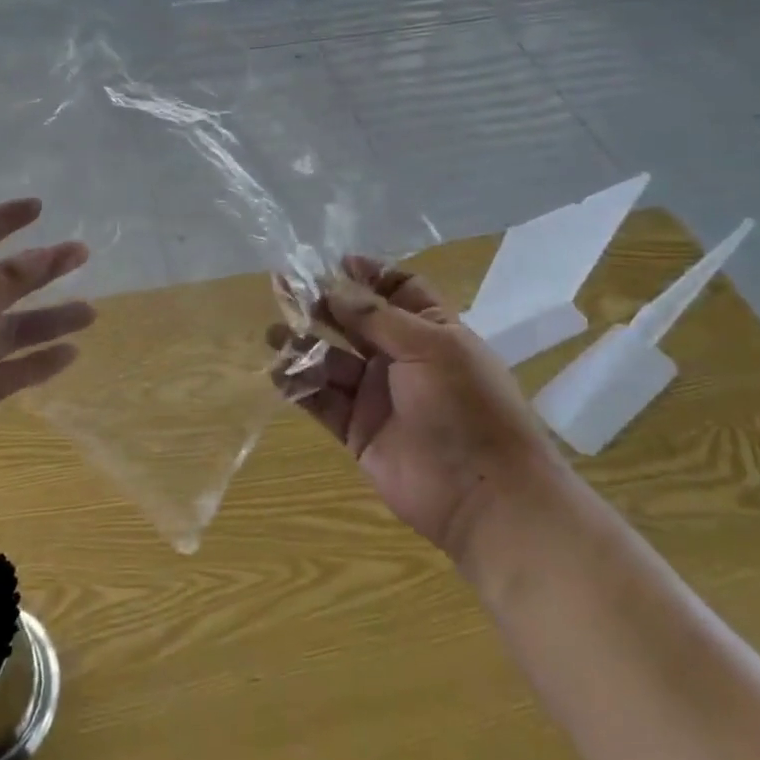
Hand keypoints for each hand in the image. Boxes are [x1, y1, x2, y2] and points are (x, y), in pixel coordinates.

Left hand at [0, 199, 92, 504]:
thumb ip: (1, 282)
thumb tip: (42, 253)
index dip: (1, 221)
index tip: (39, 208)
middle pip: (1, 281)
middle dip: (40, 268)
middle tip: (81, 254)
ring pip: (13, 328)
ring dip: (49, 319)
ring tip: (90, 313)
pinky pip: (13, 370)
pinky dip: (39, 362)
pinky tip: (70, 354)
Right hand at [271, 258, 546, 557]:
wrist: (484, 497)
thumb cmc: (466, 406)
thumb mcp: (430, 346)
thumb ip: (376, 317)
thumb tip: (333, 287)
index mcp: (430, 330)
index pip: (398, 289)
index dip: (367, 274)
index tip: (332, 262)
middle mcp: (401, 358)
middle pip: (355, 321)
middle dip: (323, 304)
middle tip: (285, 288)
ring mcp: (377, 395)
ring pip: (332, 360)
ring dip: (304, 344)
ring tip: (275, 333)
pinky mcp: (357, 430)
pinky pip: (322, 400)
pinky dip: (299, 386)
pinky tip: (278, 371)